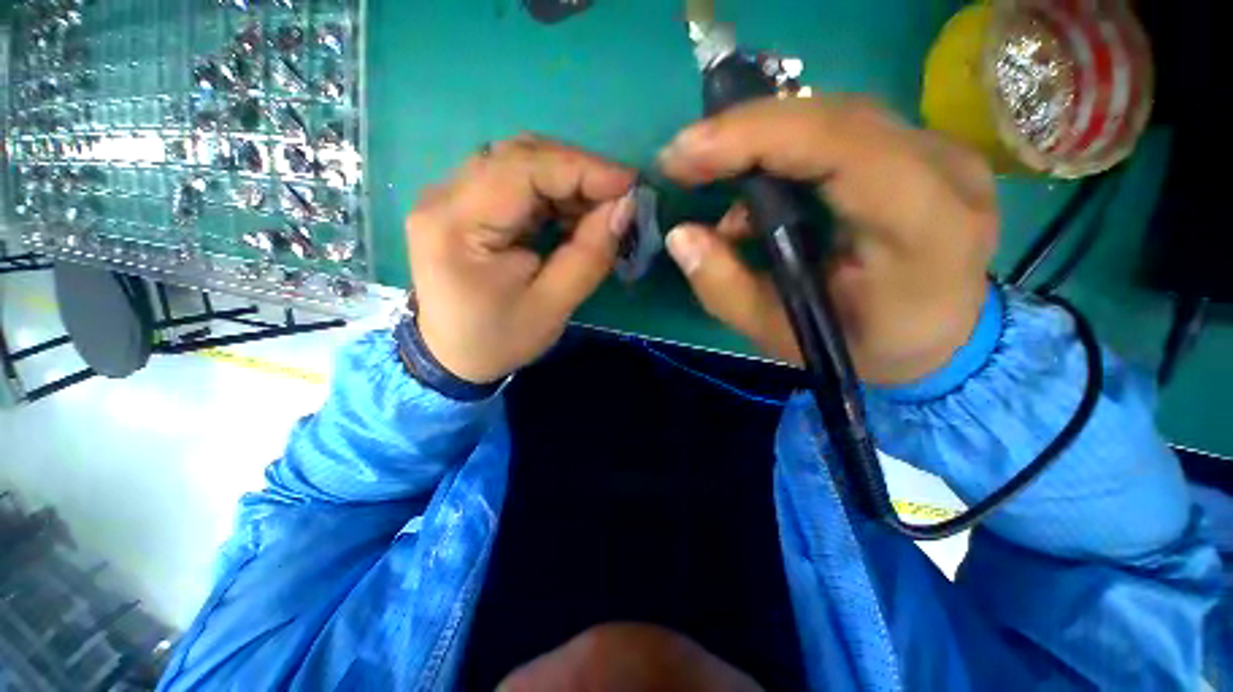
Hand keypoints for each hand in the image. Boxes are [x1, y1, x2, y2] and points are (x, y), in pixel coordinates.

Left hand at [406, 136, 636, 383]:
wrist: (452, 357)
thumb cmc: (499, 339)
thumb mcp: (552, 306)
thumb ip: (589, 255)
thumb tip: (624, 208)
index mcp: (457, 224)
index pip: (524, 169)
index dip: (583, 169)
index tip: (630, 184)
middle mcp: (443, 196)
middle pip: (519, 156)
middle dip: (578, 171)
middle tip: (619, 196)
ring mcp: (449, 197)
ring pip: (517, 162)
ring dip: (566, 180)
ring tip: (601, 207)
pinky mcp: (462, 205)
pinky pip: (513, 182)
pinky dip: (551, 192)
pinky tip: (573, 212)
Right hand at [658, 97, 996, 385]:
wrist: (939, 340)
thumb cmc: (861, 348)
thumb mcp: (781, 335)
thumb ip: (726, 289)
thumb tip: (681, 236)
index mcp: (924, 229)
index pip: (839, 148)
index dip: (753, 138)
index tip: (683, 155)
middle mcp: (947, 174)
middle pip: (834, 119)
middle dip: (744, 132)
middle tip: (684, 159)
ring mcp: (944, 154)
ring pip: (836, 116)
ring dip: (762, 139)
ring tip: (711, 172)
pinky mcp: (927, 151)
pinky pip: (844, 129)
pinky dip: (786, 148)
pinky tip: (756, 184)